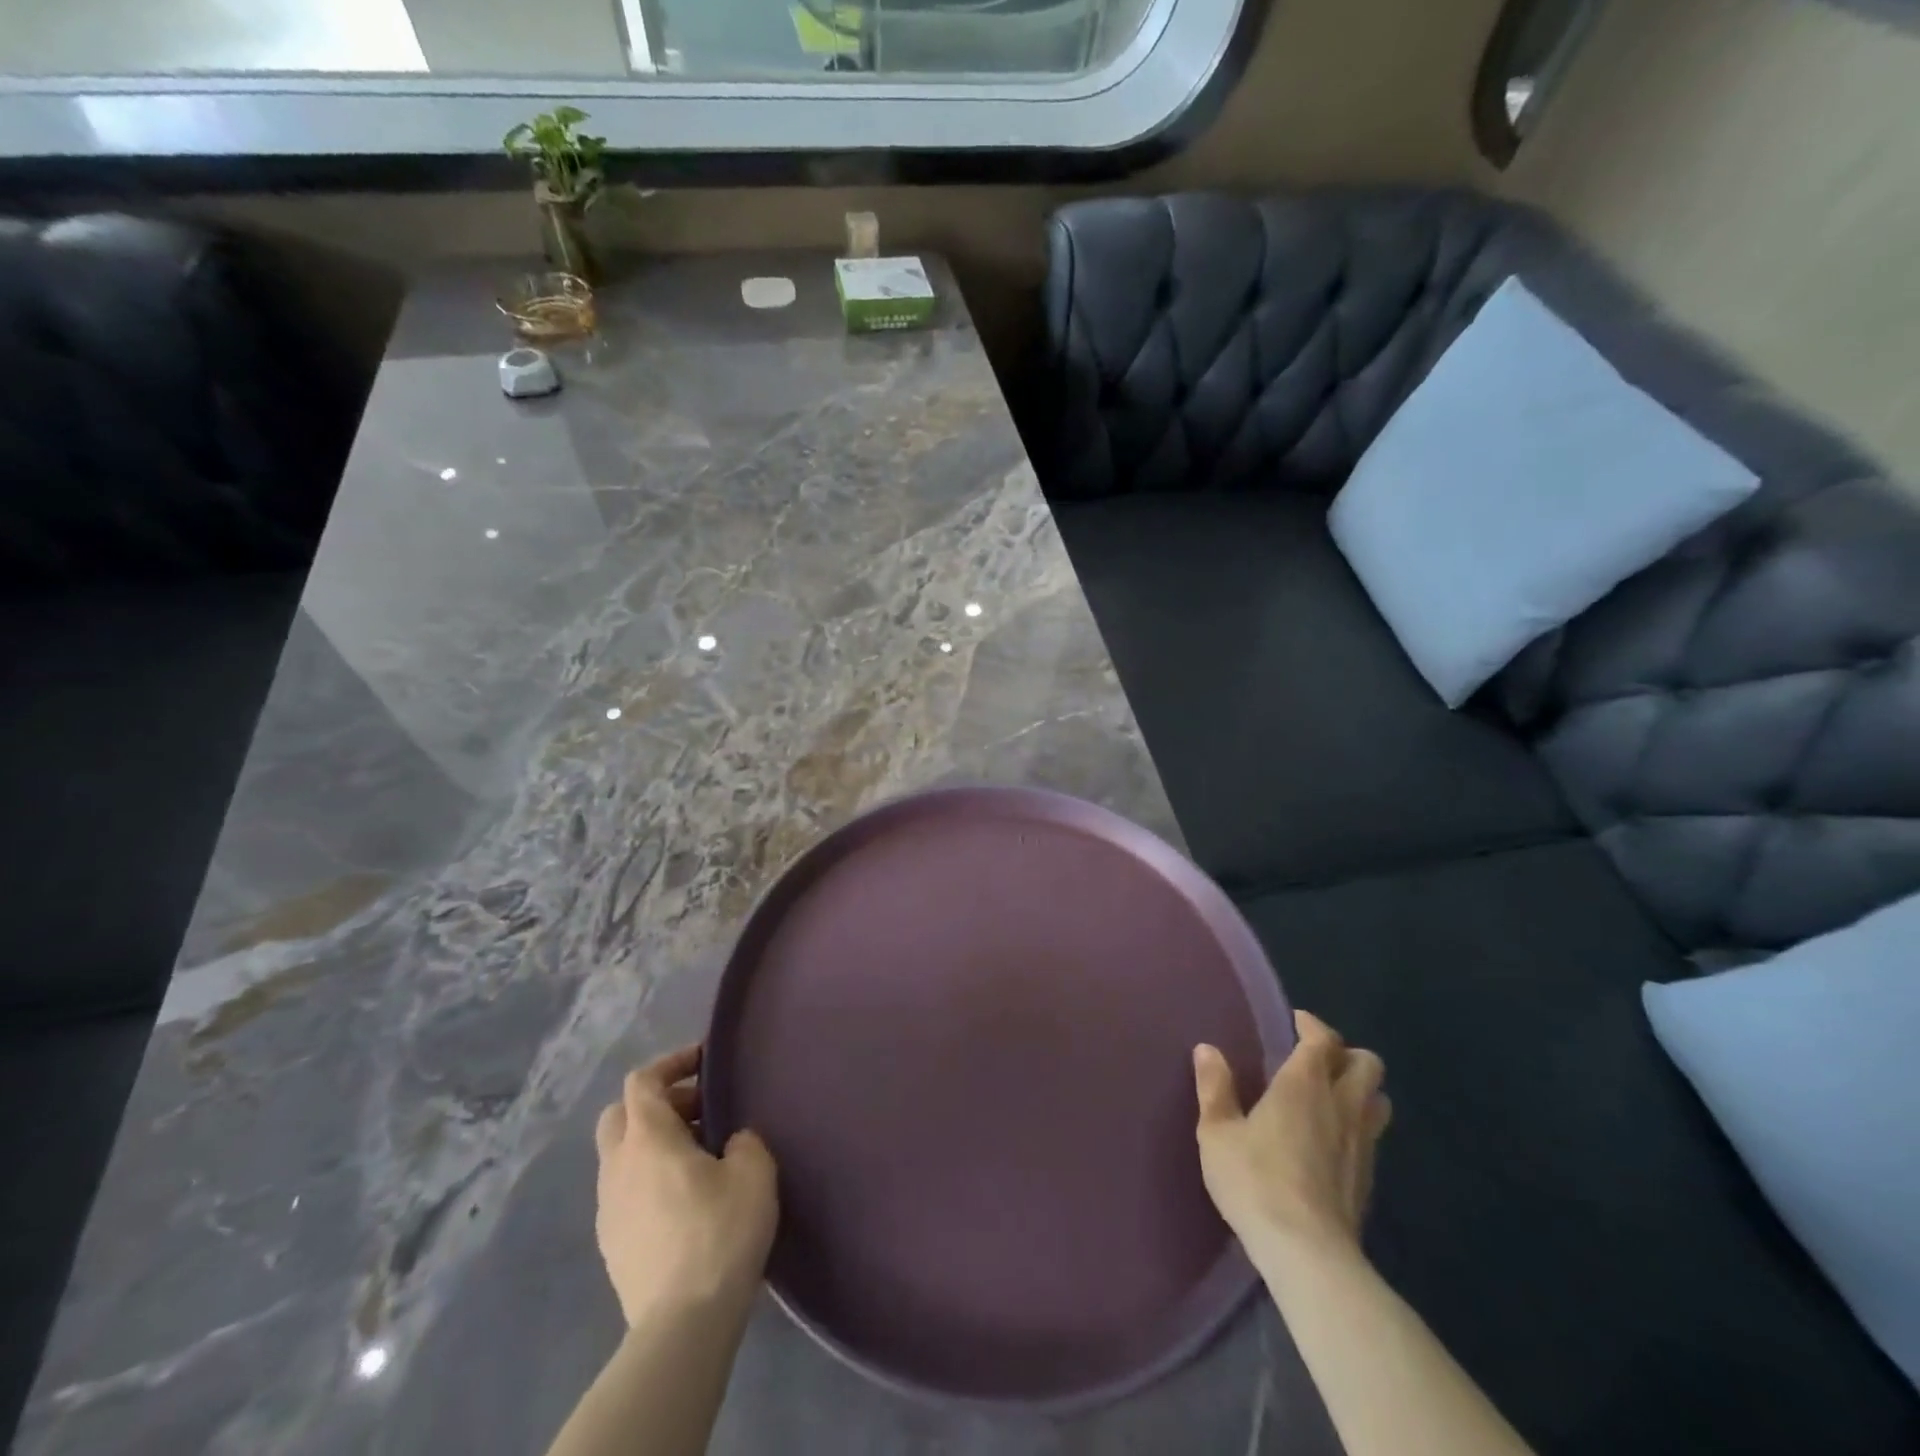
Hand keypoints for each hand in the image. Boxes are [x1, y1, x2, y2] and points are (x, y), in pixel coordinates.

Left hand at [593, 1045, 778, 1324]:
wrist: (682, 1324)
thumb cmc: (719, 1232)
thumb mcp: (753, 1171)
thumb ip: (744, 1140)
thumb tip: (731, 1142)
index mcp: (647, 1138)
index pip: (642, 1081)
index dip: (671, 1062)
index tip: (704, 1061)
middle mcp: (617, 1166)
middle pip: (620, 1114)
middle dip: (657, 1102)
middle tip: (699, 1111)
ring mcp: (607, 1208)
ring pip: (620, 1154)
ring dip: (652, 1142)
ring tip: (697, 1156)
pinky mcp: (611, 1244)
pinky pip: (624, 1190)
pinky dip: (648, 1177)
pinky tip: (683, 1198)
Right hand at [1193, 1011, 1390, 1261]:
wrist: (1308, 1252)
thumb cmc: (1255, 1180)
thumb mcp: (1217, 1132)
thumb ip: (1214, 1088)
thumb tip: (1207, 1049)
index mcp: (1304, 1084)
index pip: (1322, 1039)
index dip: (1312, 1025)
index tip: (1296, 1022)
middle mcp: (1341, 1104)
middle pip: (1367, 1063)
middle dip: (1347, 1053)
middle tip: (1318, 1058)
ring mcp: (1362, 1142)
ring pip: (1379, 1099)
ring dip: (1361, 1089)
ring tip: (1333, 1095)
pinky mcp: (1368, 1177)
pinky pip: (1373, 1134)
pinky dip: (1359, 1124)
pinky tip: (1333, 1139)